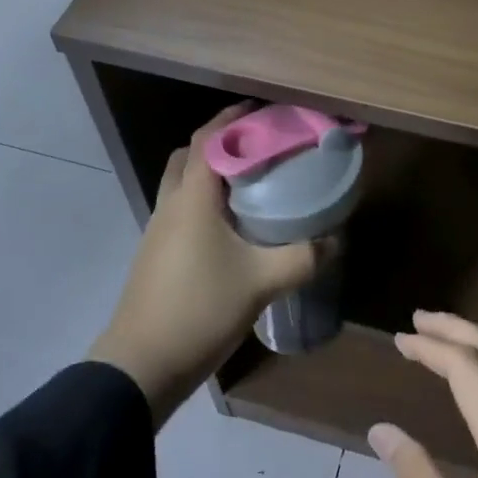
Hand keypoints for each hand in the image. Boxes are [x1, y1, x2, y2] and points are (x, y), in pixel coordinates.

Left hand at [89, 105, 329, 426]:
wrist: (141, 366)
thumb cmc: (200, 309)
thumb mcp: (262, 282)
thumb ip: (303, 257)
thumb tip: (336, 240)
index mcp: (192, 197)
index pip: (209, 138)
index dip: (235, 118)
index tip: (267, 112)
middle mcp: (171, 203)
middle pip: (191, 154)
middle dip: (223, 141)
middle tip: (260, 146)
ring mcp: (158, 229)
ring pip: (182, 182)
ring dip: (211, 171)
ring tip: (252, 181)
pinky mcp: (156, 253)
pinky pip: (181, 208)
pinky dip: (203, 199)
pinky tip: (231, 224)